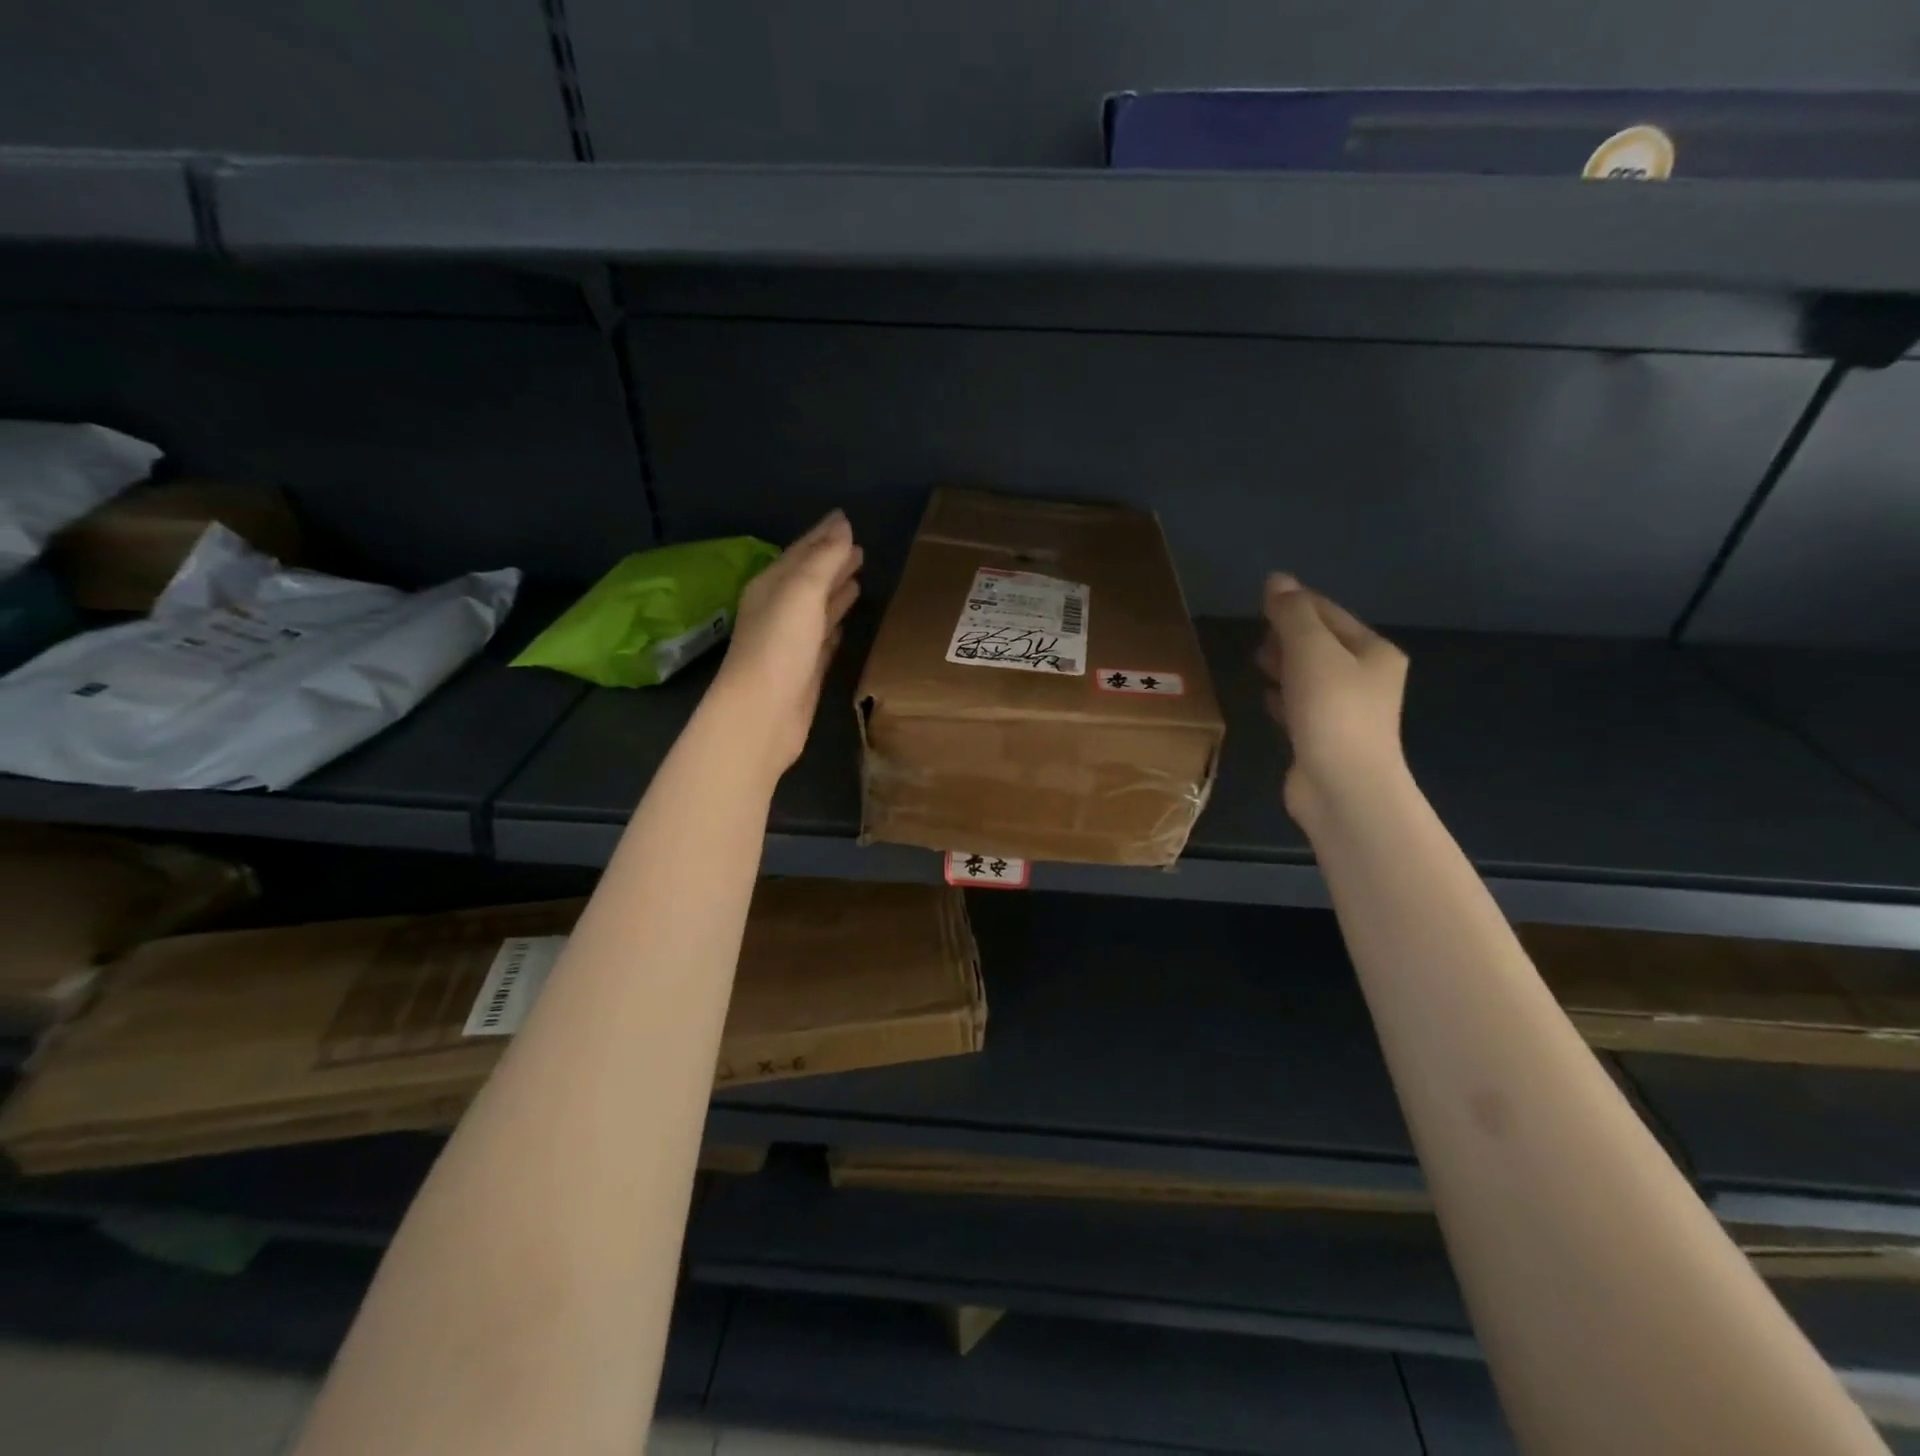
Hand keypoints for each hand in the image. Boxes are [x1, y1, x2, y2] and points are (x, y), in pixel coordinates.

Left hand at [712, 510, 863, 776]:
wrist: (763, 713)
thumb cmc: (780, 646)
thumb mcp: (802, 592)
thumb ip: (824, 559)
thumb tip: (842, 525)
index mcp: (771, 586)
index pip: (801, 552)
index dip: (824, 535)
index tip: (847, 519)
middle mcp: (779, 610)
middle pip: (809, 579)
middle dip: (832, 561)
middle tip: (860, 548)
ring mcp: (791, 642)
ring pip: (818, 608)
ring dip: (836, 592)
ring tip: (859, 578)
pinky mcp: (805, 670)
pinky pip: (823, 640)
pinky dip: (834, 626)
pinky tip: (845, 624)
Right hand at [1257, 573, 1408, 825]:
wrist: (1343, 787)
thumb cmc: (1332, 711)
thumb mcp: (1311, 651)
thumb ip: (1292, 614)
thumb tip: (1277, 580)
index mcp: (1373, 651)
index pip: (1329, 613)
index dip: (1295, 603)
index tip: (1259, 602)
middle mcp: (1366, 678)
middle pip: (1321, 644)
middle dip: (1288, 635)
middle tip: (1257, 636)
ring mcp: (1347, 712)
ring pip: (1310, 676)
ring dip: (1284, 665)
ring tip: (1256, 662)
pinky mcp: (1325, 739)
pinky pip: (1301, 707)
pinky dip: (1284, 698)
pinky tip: (1267, 698)